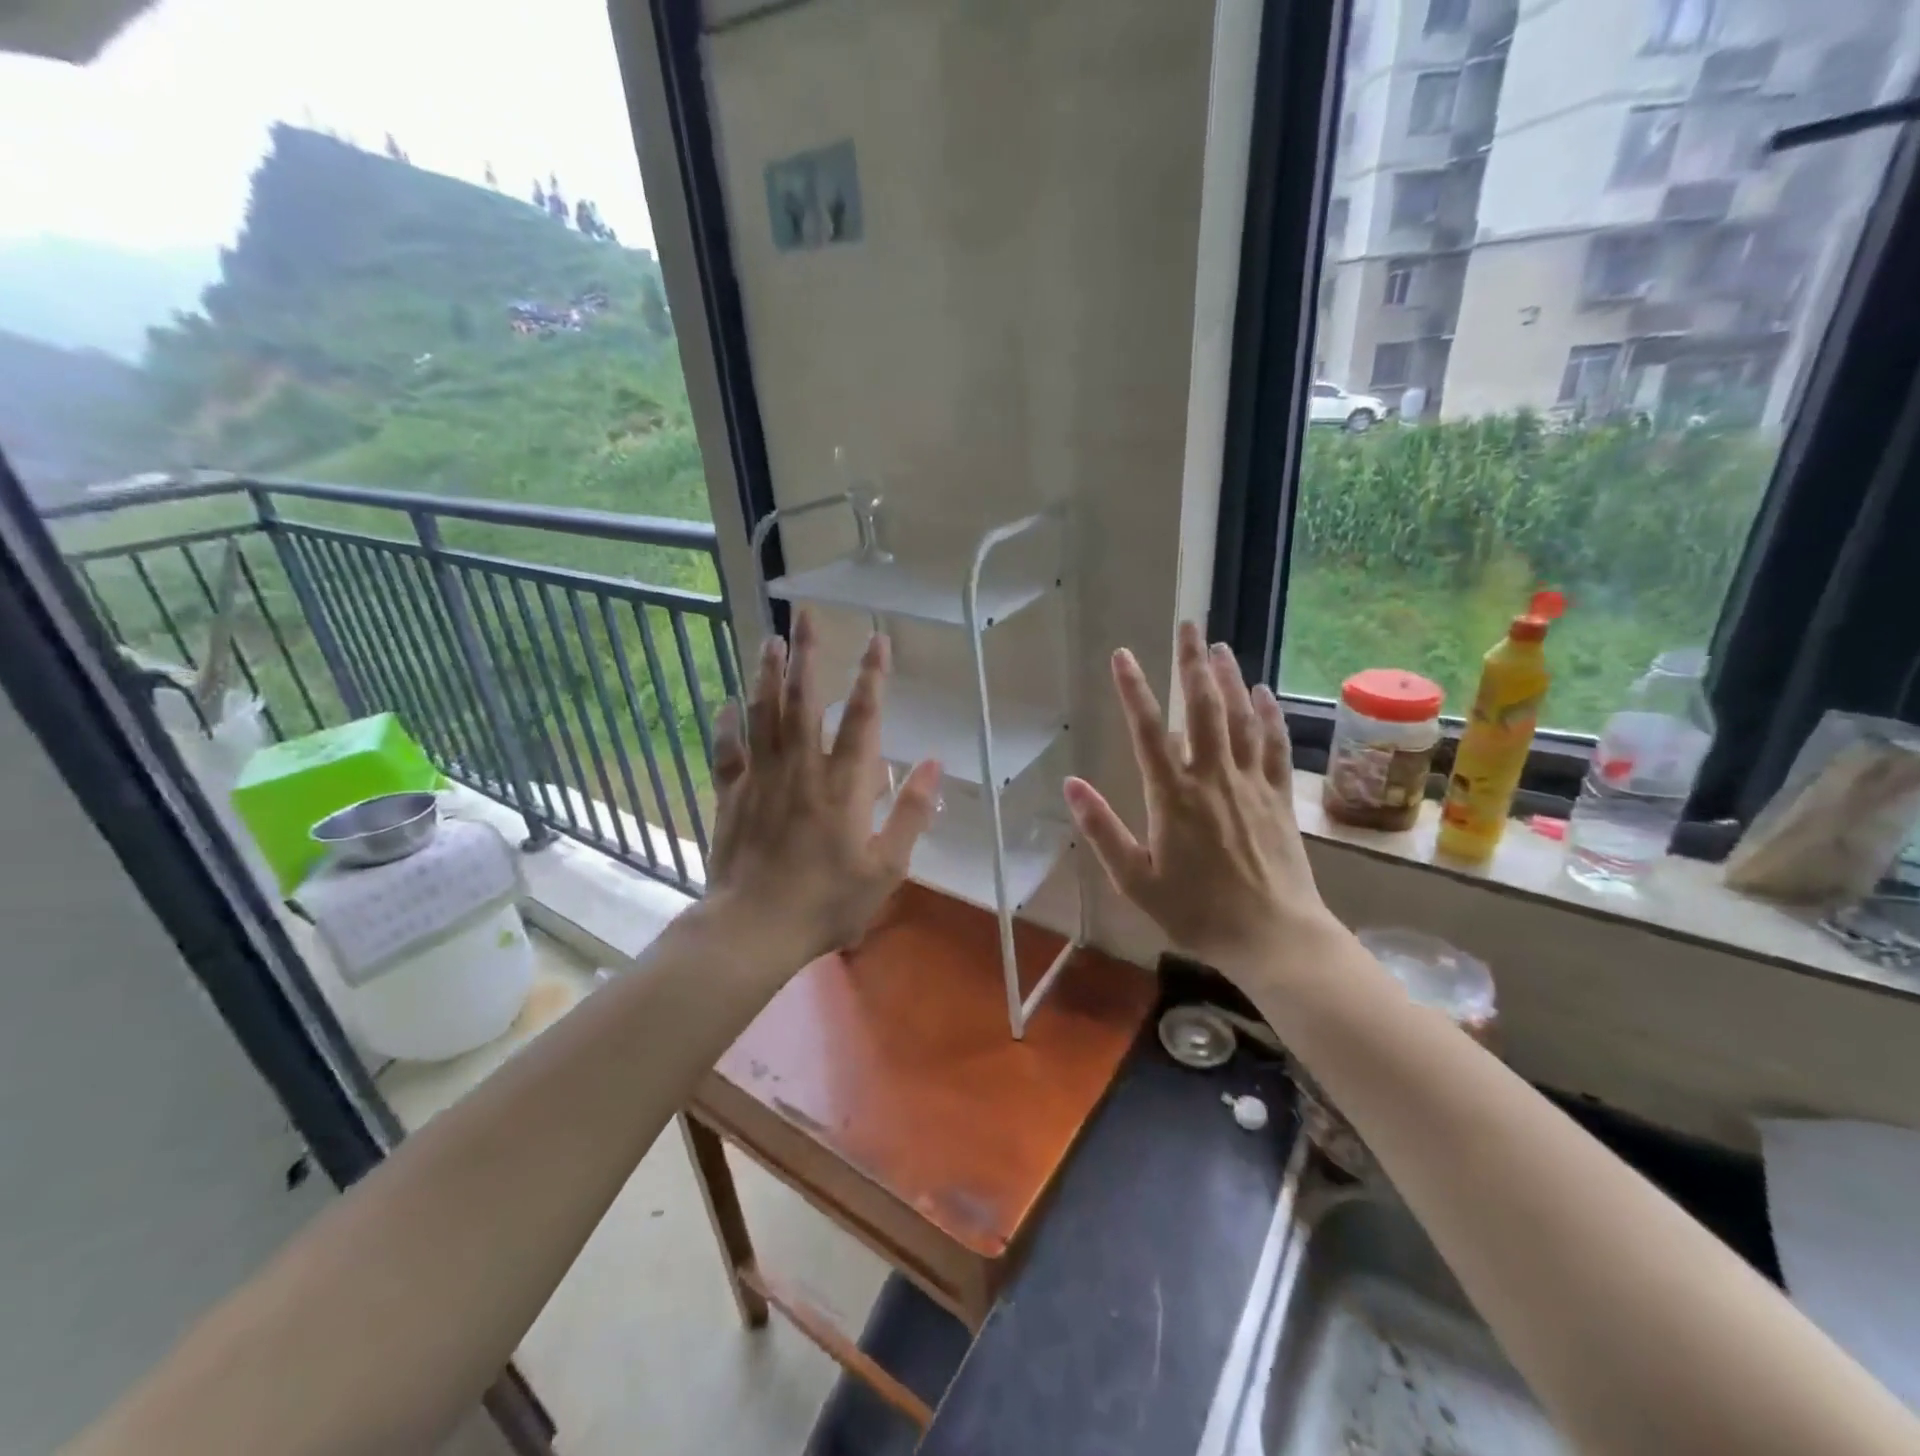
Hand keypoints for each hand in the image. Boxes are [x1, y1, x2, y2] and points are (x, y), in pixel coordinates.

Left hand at [705, 609, 941, 963]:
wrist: (755, 927)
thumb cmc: (828, 901)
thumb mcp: (888, 867)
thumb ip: (912, 813)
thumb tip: (934, 763)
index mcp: (845, 783)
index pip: (863, 717)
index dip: (873, 675)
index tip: (877, 638)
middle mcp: (802, 767)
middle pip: (804, 699)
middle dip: (808, 654)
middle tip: (804, 615)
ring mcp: (762, 777)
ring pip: (764, 713)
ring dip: (768, 674)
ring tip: (771, 640)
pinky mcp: (731, 795)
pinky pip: (727, 750)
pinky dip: (726, 724)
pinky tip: (726, 703)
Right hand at [1063, 622, 1339, 976]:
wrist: (1272, 936)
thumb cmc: (1196, 912)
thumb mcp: (1135, 880)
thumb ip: (1102, 830)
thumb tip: (1071, 784)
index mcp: (1173, 797)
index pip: (1148, 731)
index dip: (1134, 690)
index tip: (1122, 655)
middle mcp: (1213, 778)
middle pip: (1203, 709)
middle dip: (1192, 664)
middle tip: (1189, 626)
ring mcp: (1251, 784)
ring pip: (1241, 719)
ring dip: (1229, 679)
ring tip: (1219, 647)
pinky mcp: (1279, 797)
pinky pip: (1275, 746)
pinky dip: (1269, 716)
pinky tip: (1264, 692)